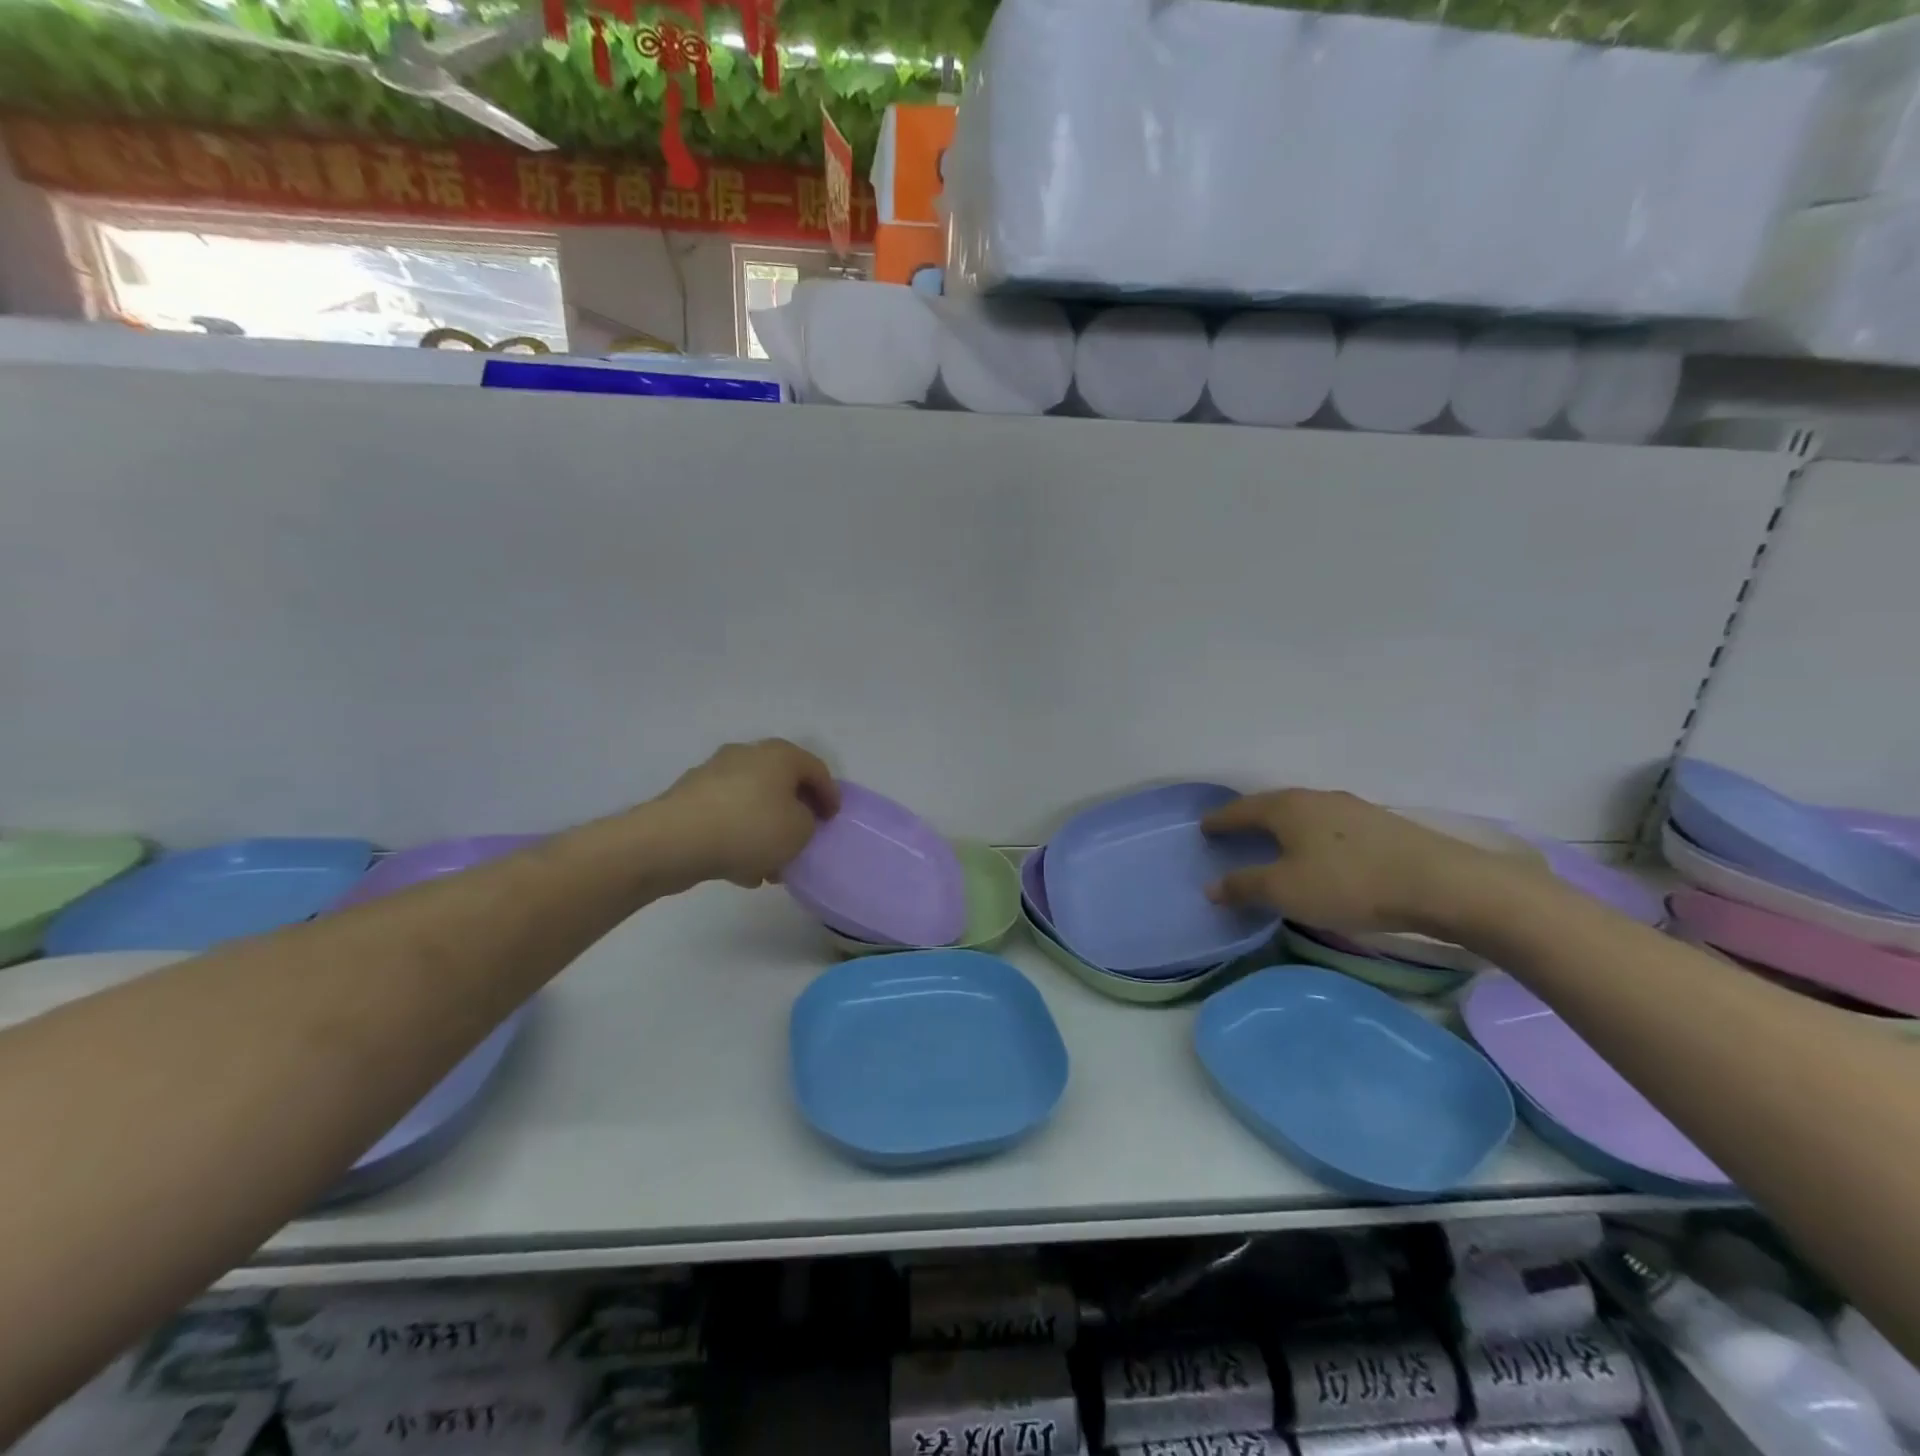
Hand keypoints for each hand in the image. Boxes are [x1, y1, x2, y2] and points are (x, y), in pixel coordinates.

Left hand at [659, 740, 838, 888]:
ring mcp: (713, 774)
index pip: (816, 769)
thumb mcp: (799, 831)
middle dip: (793, 814)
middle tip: (803, 840)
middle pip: (781, 784)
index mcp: (779, 755)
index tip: (833, 821)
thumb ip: (808, 823)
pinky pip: (725, 817)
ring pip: (751, 803)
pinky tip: (740, 869)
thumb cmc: (749, 828)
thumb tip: (794, 820)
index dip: (830, 795)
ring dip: (764, 831)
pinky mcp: (689, 799)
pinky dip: (737, 838)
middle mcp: (747, 755)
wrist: (674, 841)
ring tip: (771, 866)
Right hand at [1201, 788, 1527, 935]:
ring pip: (1304, 815)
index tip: (1204, 828)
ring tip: (1274, 844)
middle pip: (1273, 806)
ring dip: (1285, 828)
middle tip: (1234, 834)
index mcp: (1286, 807)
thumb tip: (1212, 886)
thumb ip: (1245, 886)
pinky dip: (1312, 837)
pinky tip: (1320, 854)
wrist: (1442, 884)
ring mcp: (1352, 808)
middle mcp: (1316, 798)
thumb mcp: (1286, 891)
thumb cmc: (1349, 883)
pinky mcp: (1380, 825)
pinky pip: (1330, 826)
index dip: (1220, 820)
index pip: (1241, 809)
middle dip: (1251, 820)